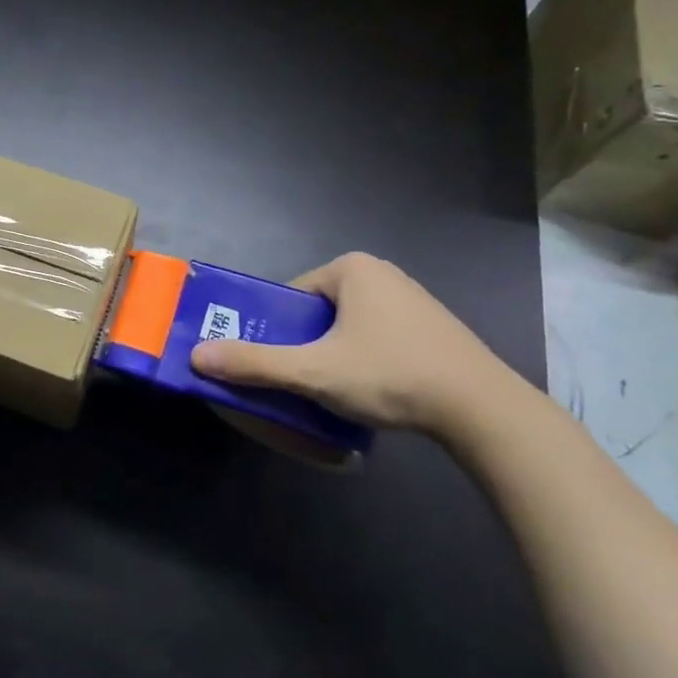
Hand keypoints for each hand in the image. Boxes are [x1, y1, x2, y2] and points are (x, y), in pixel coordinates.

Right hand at [189, 252, 515, 434]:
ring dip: (335, 355)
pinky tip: (374, 391)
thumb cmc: (390, 374)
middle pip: (318, 312)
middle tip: (303, 381)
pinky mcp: (432, 327)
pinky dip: (366, 360)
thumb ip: (255, 363)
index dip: (276, 330)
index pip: (292, 296)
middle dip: (306, 345)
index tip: (276, 365)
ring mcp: (412, 299)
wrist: (481, 409)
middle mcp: (382, 273)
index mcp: (351, 268)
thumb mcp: (313, 371)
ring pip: (348, 327)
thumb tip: (196, 356)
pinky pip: (378, 338)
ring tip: (337, 392)